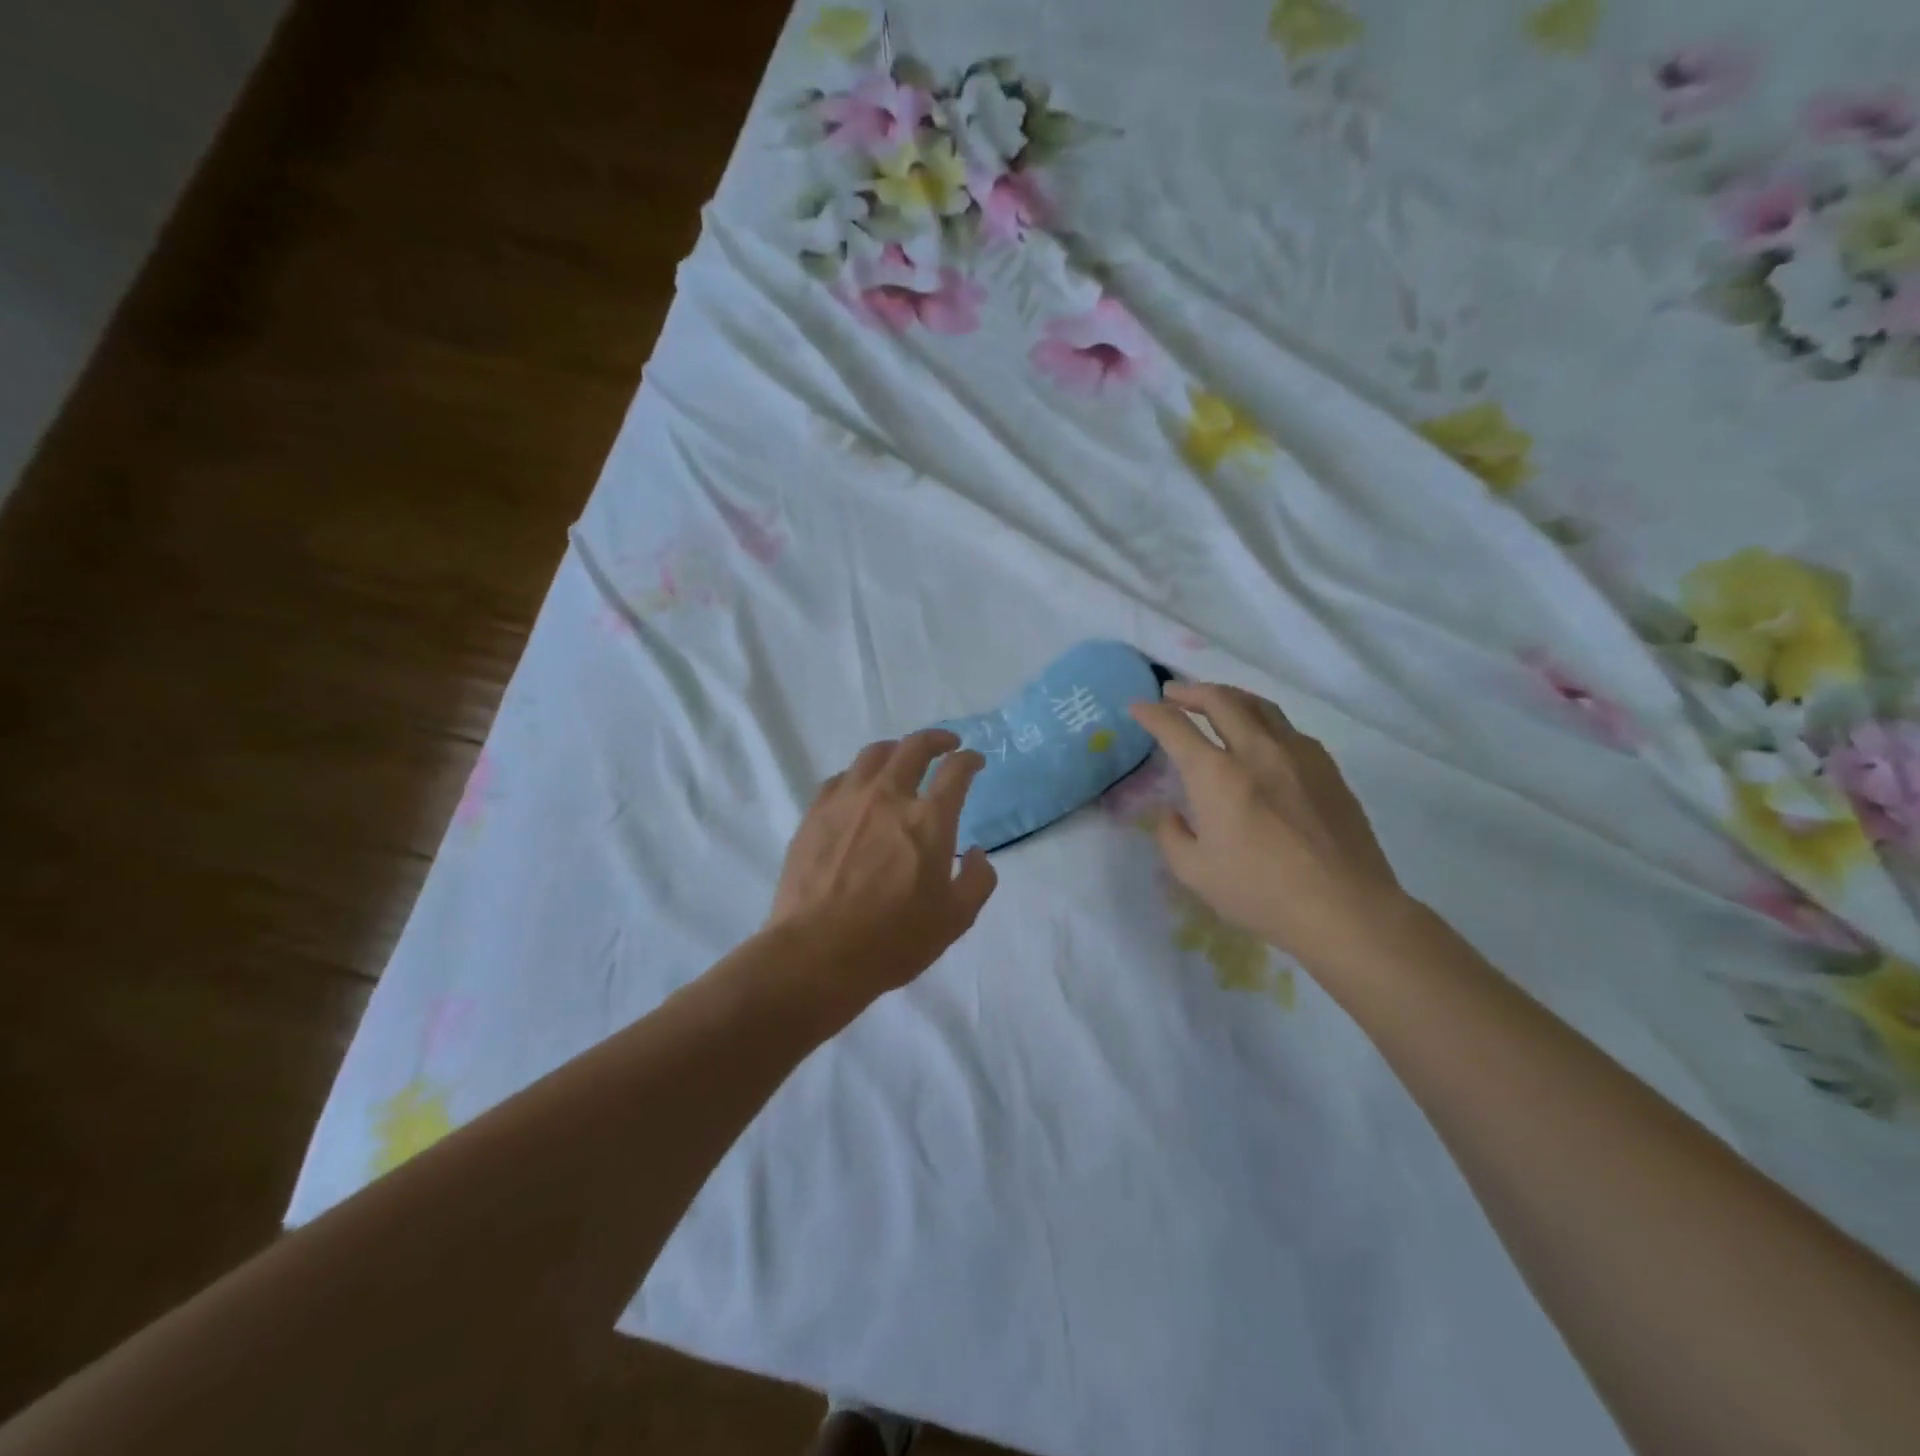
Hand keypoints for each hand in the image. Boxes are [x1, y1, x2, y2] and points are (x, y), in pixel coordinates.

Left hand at [767, 730, 998, 1007]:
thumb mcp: (954, 920)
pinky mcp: (815, 813)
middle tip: (946, 744)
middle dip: (936, 739)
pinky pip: (841, 778)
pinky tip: (860, 787)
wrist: (816, 954)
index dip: (970, 761)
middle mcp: (889, 797)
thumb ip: (977, 881)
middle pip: (914, 747)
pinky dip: (860, 774)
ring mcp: (847, 801)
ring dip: (896, 750)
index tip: (975, 761)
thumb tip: (977, 853)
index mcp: (928, 820)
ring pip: (874, 754)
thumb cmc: (892, 940)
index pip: (955, 771)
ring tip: (902, 757)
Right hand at [1131, 682, 1409, 975]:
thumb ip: (1172, 836)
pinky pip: (1286, 727)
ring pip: (1258, 705)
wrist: (1345, 908)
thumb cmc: (1261, 892)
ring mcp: (1297, 753)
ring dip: (1228, 696)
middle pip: (1220, 699)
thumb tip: (1172, 814)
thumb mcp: (1195, 873)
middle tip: (1173, 693)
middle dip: (1190, 691)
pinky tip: (1260, 736)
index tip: (1137, 707)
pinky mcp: (1326, 766)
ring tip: (1215, 700)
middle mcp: (1255, 750)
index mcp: (1216, 774)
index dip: (1151, 713)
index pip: (1174, 727)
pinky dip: (1261, 719)